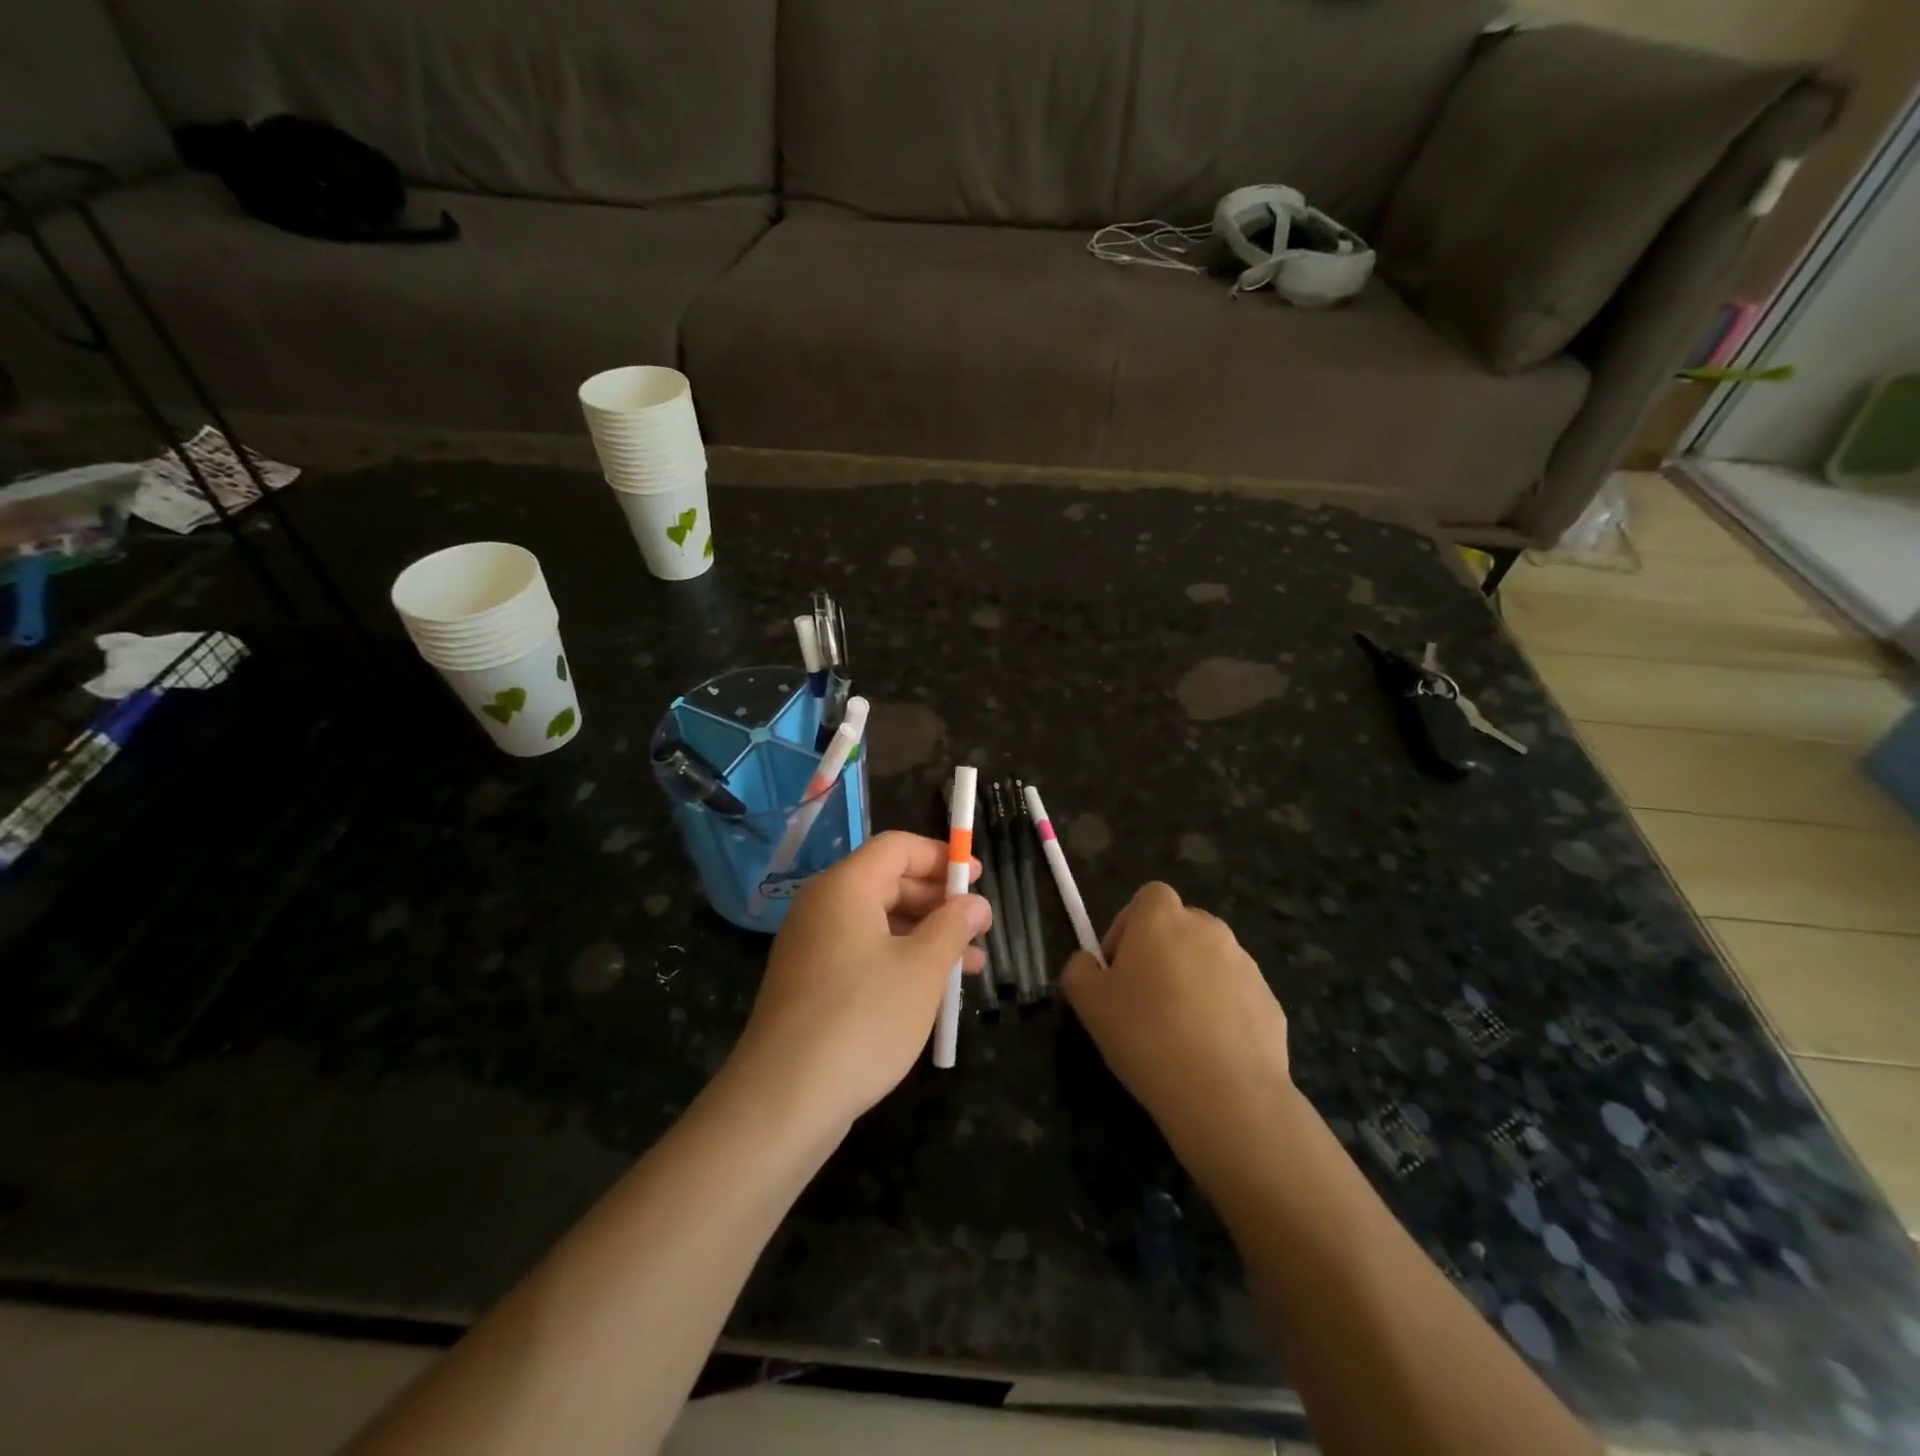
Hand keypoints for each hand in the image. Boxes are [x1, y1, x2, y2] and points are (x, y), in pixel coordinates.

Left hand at [724, 832, 990, 1131]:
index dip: (940, 856)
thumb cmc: (863, 1019)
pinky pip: (862, 952)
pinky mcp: (810, 982)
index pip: (896, 847)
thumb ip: (952, 927)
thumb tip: (974, 903)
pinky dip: (900, 960)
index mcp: (845, 887)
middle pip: (887, 882)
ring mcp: (812, 946)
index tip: (976, 879)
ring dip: (925, 936)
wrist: (784, 1099)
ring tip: (971, 965)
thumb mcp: (921, 970)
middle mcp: (823, 906)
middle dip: (937, 901)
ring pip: (878, 922)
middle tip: (979, 927)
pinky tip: (932, 991)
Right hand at [1062, 883, 1292, 1174]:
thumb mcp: (1088, 1003)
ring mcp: (1245, 964)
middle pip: (1180, 928)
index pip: (1148, 898)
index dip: (1129, 926)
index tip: (1119, 967)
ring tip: (1177, 1032)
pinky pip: (1235, 995)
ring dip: (1192, 982)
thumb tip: (1090, 963)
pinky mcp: (1269, 1000)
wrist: (1225, 1093)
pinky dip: (1221, 1012)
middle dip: (1161, 954)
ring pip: (1209, 961)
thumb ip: (1080, 970)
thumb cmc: (1145, 1035)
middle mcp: (1208, 928)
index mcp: (1162, 918)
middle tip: (1143, 1000)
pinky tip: (1208, 1051)